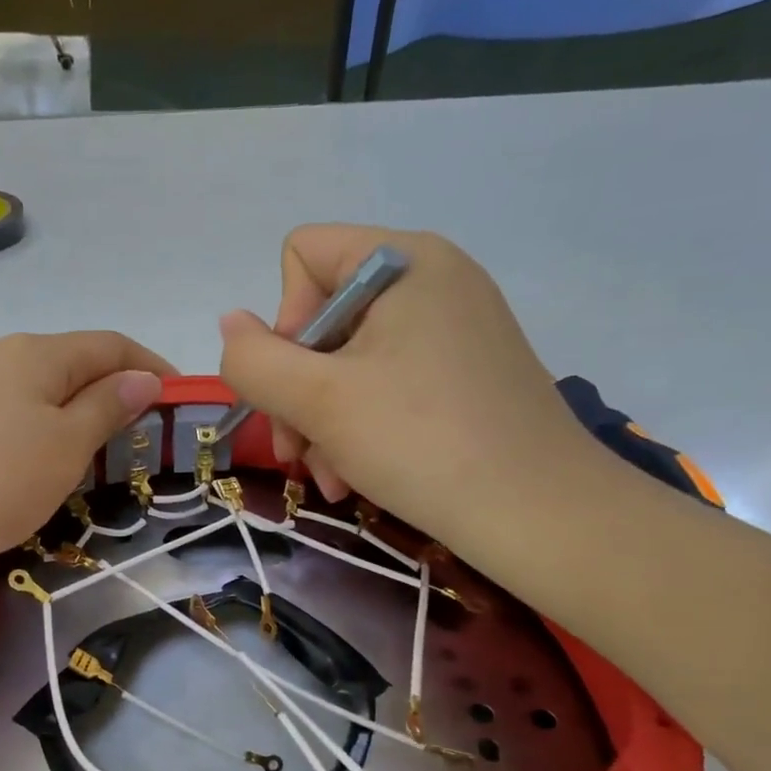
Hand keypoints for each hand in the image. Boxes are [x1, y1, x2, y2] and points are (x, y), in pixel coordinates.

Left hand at [0, 331, 172, 575]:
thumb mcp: (61, 448)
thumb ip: (105, 409)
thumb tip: (141, 378)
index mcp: (36, 354)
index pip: (110, 345)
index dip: (151, 368)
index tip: (178, 403)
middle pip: (67, 366)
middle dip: (107, 397)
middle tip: (129, 445)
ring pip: (27, 394)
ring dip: (63, 420)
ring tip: (75, 464)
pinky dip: (22, 436)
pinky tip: (12, 472)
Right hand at [218, 225, 602, 558]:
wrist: (540, 515)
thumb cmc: (421, 442)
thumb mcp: (317, 401)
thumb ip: (253, 360)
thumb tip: (230, 325)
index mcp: (405, 261)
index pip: (303, 255)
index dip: (283, 321)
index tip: (297, 384)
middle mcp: (433, 279)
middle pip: (323, 315)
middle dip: (297, 389)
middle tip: (296, 450)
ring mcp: (454, 327)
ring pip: (349, 359)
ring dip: (322, 420)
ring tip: (329, 475)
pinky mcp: (465, 371)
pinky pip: (387, 382)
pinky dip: (361, 425)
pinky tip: (356, 475)